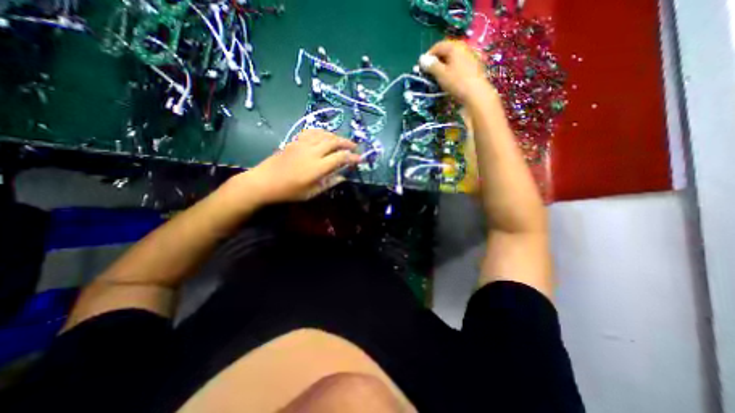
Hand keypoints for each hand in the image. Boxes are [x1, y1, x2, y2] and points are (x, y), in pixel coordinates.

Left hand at [235, 129, 361, 204]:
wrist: (264, 182)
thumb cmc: (289, 191)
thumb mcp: (312, 192)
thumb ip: (329, 183)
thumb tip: (343, 177)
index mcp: (317, 167)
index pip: (340, 158)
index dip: (352, 157)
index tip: (360, 159)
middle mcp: (312, 152)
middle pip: (334, 141)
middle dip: (347, 143)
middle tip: (355, 147)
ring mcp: (303, 144)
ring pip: (324, 134)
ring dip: (336, 136)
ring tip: (342, 141)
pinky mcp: (295, 141)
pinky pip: (312, 131)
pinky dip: (322, 132)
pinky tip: (325, 136)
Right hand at [422, 38, 496, 104]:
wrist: (476, 93)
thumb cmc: (457, 82)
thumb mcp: (441, 74)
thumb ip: (431, 66)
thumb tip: (422, 59)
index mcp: (455, 47)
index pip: (438, 46)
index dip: (428, 55)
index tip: (422, 66)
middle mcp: (463, 49)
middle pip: (446, 51)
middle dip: (436, 61)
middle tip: (429, 72)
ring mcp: (469, 57)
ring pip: (452, 59)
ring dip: (443, 66)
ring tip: (437, 77)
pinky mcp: (473, 67)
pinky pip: (458, 65)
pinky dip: (451, 70)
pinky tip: (448, 79)